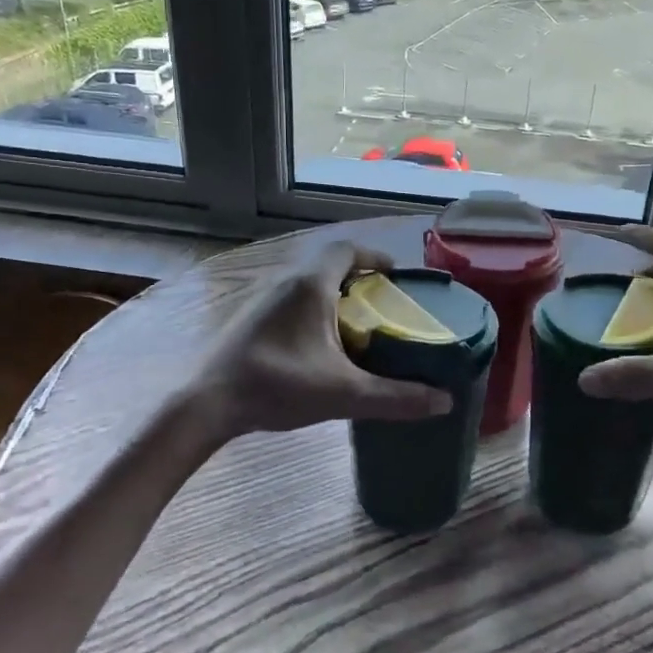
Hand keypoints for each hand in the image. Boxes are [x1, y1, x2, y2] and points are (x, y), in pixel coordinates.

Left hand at [189, 240, 451, 439]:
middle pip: (329, 265)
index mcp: (310, 285)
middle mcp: (285, 282)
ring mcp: (262, 299)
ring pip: (307, 285)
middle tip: (383, 306)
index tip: (395, 276)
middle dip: (359, 280)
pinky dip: (312, 311)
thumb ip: (396, 398)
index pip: (347, 249)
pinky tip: (318, 346)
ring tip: (357, 327)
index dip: (374, 256)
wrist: (207, 403)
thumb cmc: (277, 386)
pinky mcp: (249, 319)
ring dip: (334, 296)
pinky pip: (290, 301)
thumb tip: (445, 401)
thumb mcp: (344, 394)